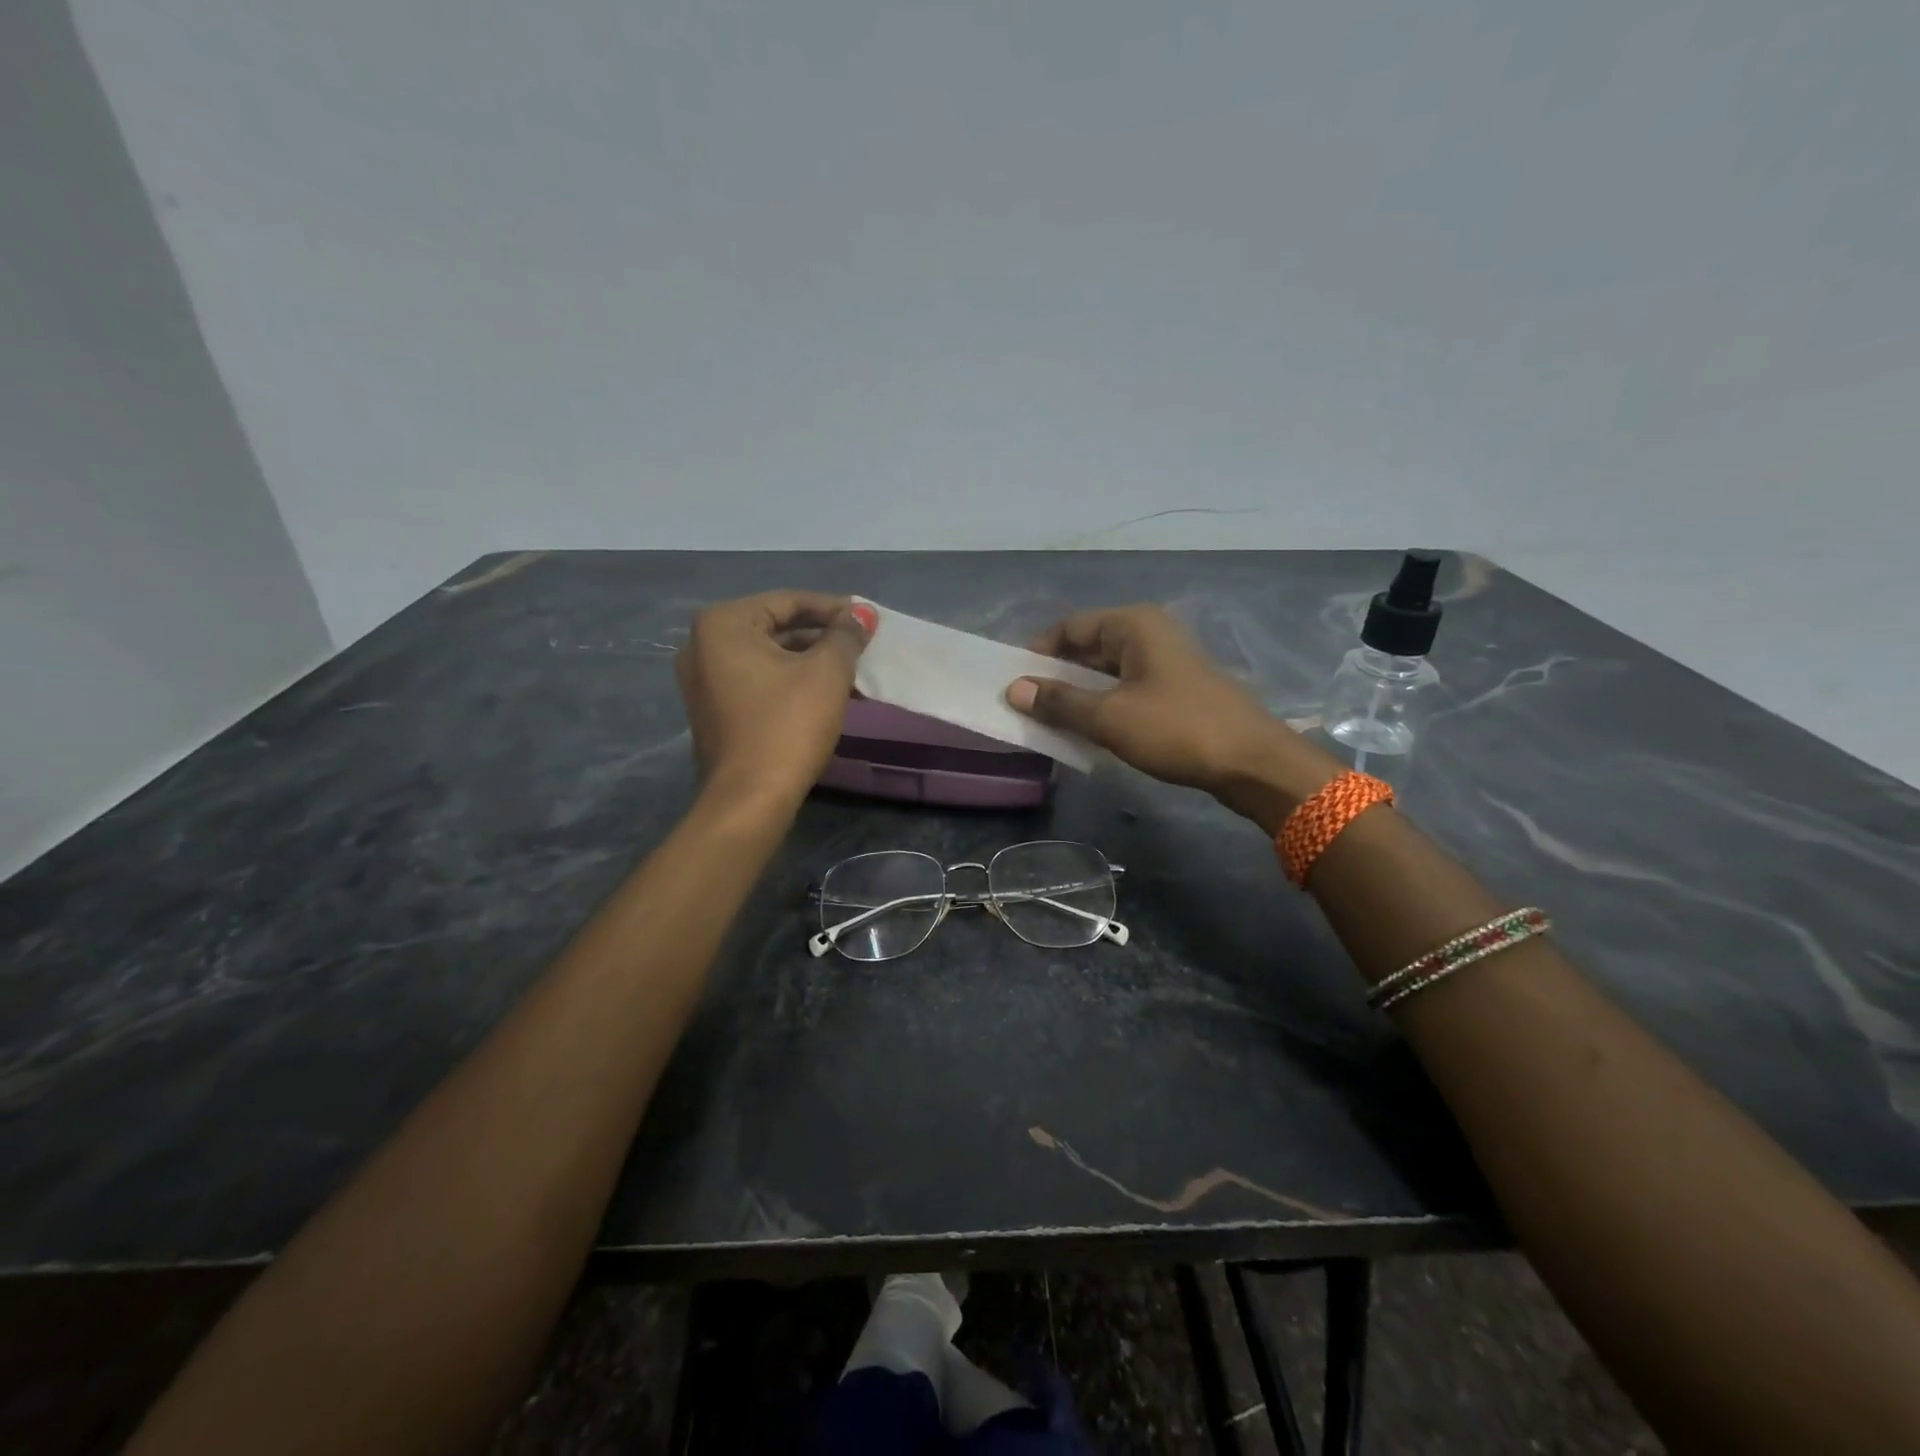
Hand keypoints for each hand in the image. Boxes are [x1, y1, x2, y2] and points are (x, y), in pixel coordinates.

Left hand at [676, 591, 869, 809]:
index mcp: (724, 624)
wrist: (750, 798)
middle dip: (822, 635)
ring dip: (810, 660)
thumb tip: (863, 613)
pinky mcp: (713, 710)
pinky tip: (826, 692)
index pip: (788, 602)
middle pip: (776, 627)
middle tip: (862, 644)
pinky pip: (758, 681)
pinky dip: (790, 681)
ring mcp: (703, 680)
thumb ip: (846, 636)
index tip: (868, 619)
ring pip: (768, 657)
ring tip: (852, 669)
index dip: (834, 608)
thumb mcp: (826, 673)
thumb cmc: (788, 725)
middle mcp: (703, 645)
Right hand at [1006, 605, 1339, 831]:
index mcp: (1133, 625)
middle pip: (1087, 648)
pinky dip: (1101, 706)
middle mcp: (1148, 634)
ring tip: (1048, 721)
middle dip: (1055, 676)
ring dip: (1077, 695)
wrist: (1252, 762)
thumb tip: (1014, 690)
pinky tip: (1085, 730)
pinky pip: (1124, 690)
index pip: (1069, 627)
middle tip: (1025, 706)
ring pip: (1105, 672)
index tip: (1013, 683)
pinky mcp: (1174, 690)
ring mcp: (1164, 662)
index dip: (1037, 652)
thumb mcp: (1109, 717)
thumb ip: (1060, 702)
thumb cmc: (1177, 728)